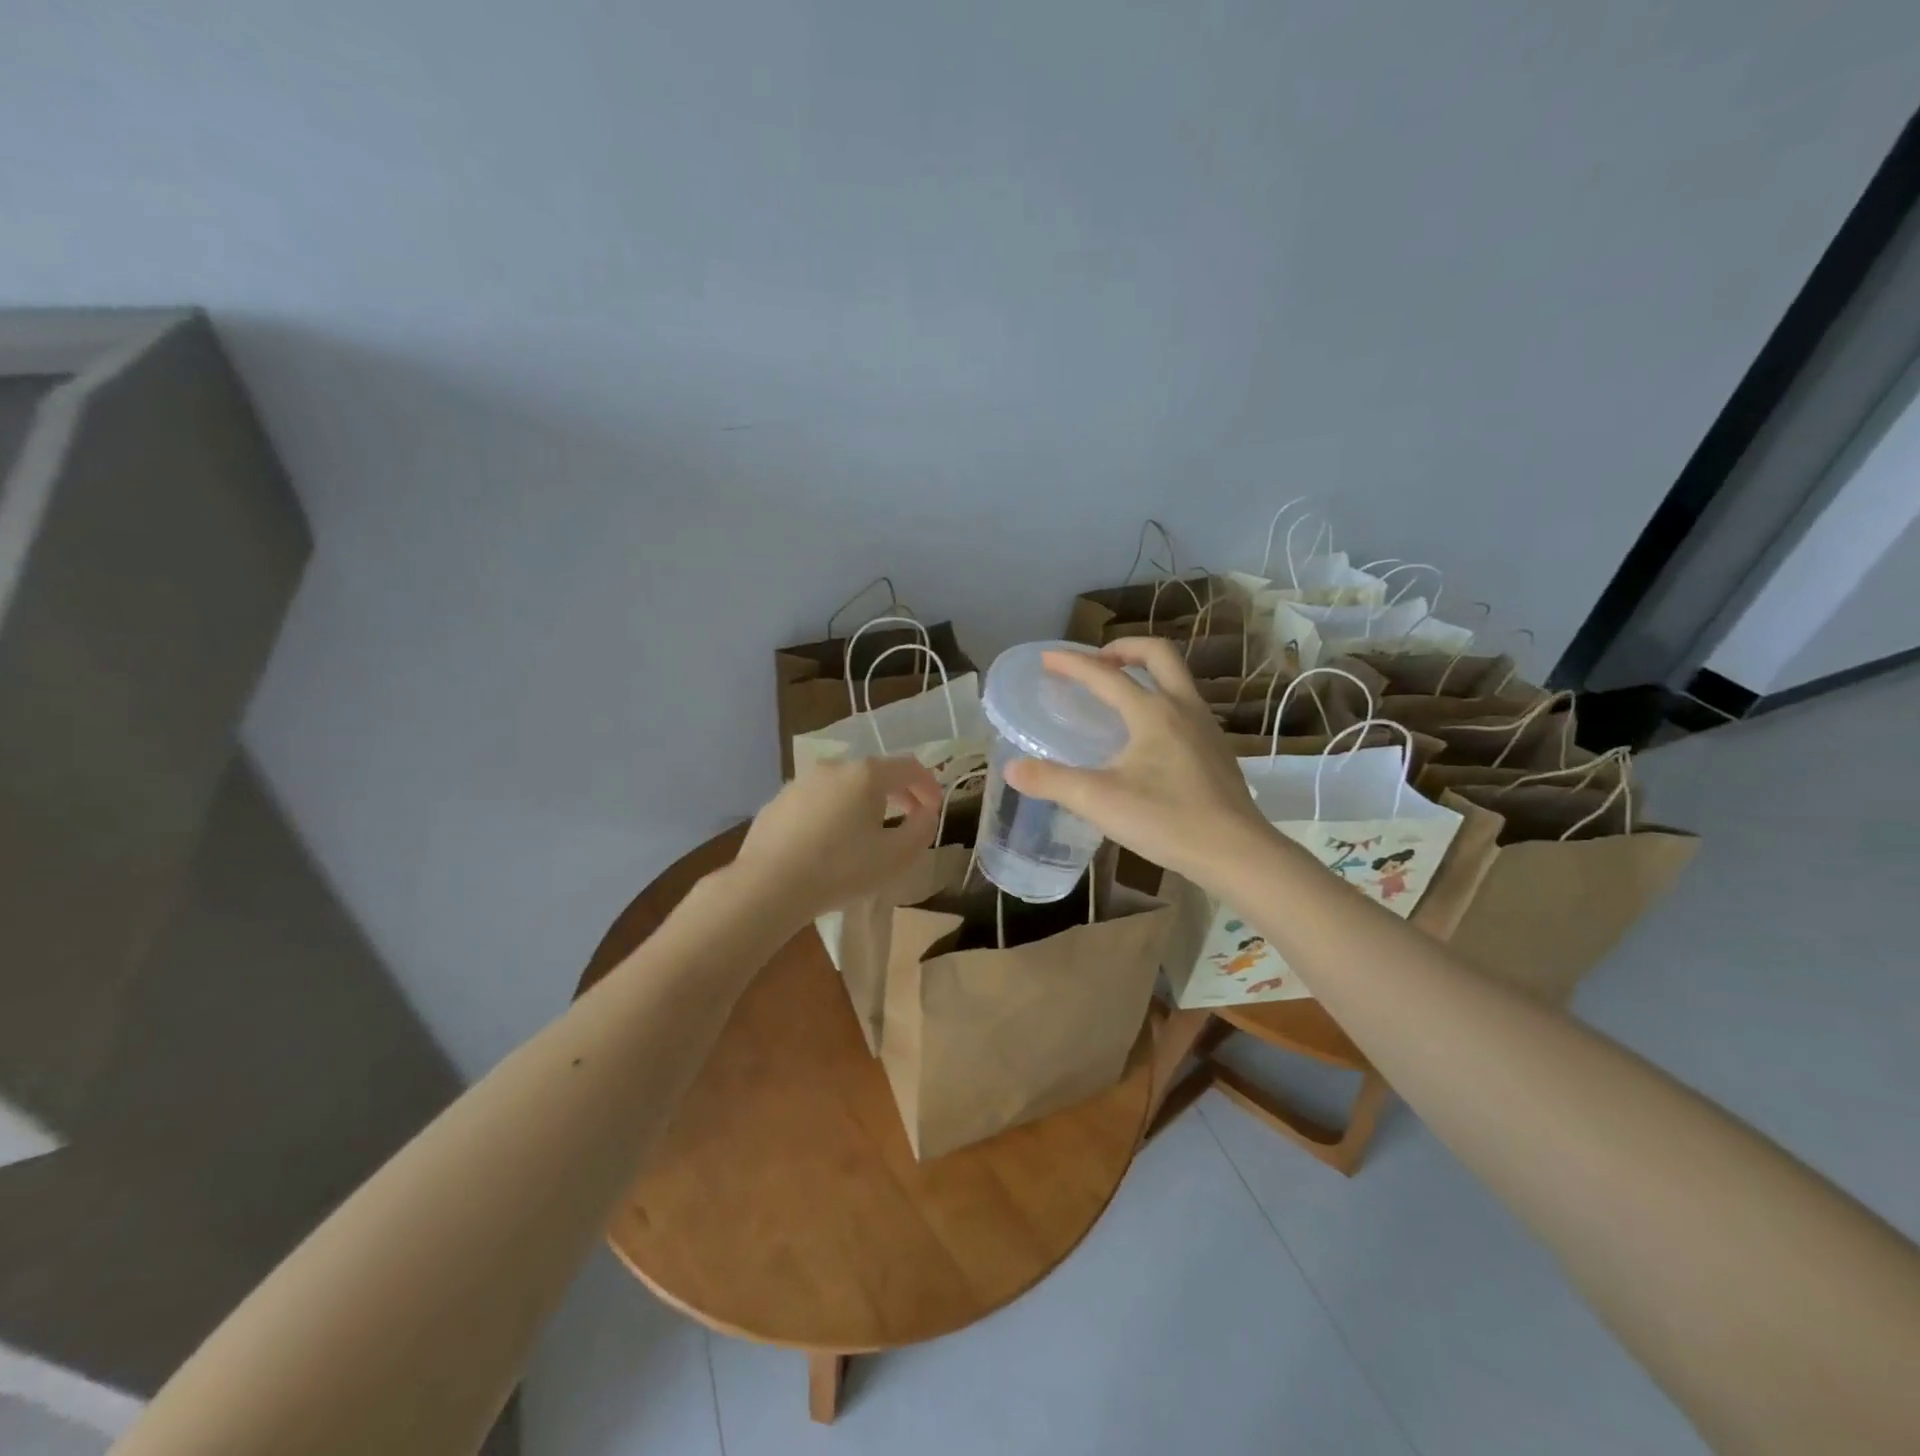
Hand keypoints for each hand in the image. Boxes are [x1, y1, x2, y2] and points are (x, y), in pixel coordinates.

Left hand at [734, 757, 942, 922]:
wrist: (768, 886)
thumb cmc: (841, 869)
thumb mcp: (896, 856)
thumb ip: (921, 830)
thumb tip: (926, 814)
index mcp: (866, 774)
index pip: (909, 767)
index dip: (929, 786)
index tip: (935, 810)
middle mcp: (833, 768)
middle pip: (875, 773)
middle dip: (897, 793)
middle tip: (908, 819)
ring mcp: (801, 782)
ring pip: (843, 786)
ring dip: (863, 803)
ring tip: (867, 833)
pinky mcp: (778, 801)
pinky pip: (817, 801)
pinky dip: (833, 813)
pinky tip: (829, 843)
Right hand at [1003, 637, 1272, 887]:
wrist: (1236, 852)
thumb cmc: (1166, 820)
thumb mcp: (1098, 801)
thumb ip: (1051, 781)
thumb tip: (1012, 769)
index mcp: (1152, 712)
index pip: (1104, 674)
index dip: (1072, 663)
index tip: (1046, 658)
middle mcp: (1183, 707)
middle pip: (1157, 654)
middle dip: (1123, 648)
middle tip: (1097, 661)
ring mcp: (1206, 727)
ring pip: (1177, 679)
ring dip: (1146, 673)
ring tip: (1120, 694)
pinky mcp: (1217, 750)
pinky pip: (1186, 706)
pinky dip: (1161, 701)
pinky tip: (1148, 737)